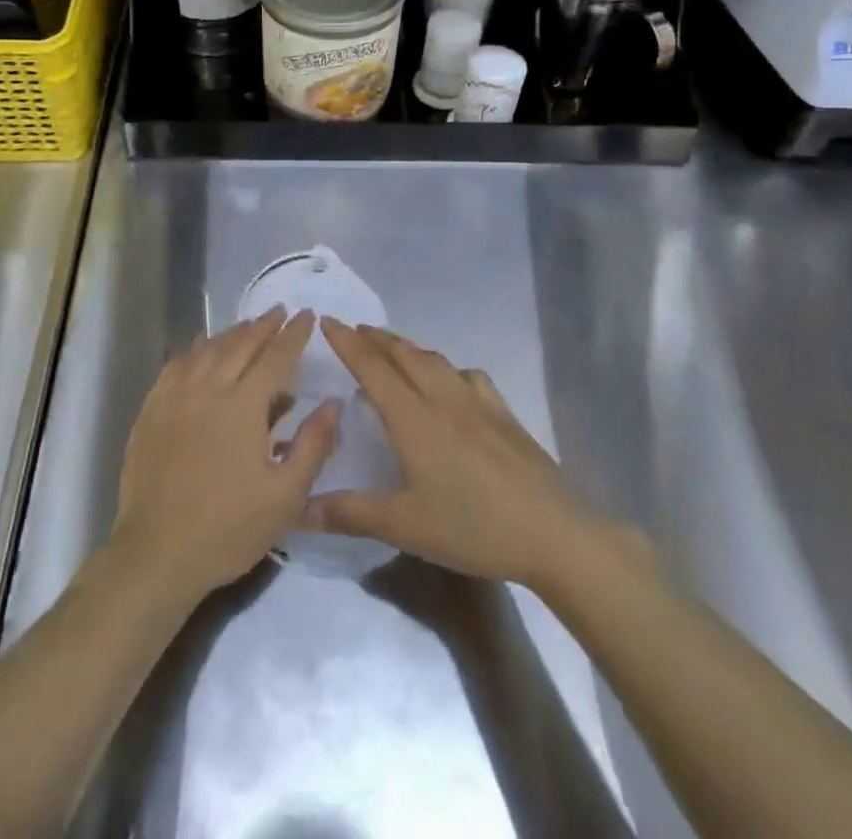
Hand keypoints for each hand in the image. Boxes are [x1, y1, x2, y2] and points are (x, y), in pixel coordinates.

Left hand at [113, 308, 341, 602]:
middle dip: (263, 325)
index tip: (308, 315)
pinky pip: (176, 366)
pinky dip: (193, 350)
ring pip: (207, 350)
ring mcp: (175, 397)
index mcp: (243, 405)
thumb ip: (313, 445)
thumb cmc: (229, 529)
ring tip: (247, 326)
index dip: (294, 334)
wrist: (157, 553)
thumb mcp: (285, 496)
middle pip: (240, 344)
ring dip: (231, 333)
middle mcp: (208, 388)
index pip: (276, 357)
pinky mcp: (151, 411)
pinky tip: (199, 350)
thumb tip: (333, 403)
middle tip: (279, 311)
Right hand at [303, 321, 612, 589]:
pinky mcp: (504, 413)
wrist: (552, 532)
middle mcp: (442, 397)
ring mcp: (477, 401)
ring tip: (393, 349)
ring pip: (434, 359)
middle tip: (354, 331)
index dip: (347, 342)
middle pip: (403, 354)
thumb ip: (349, 513)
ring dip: (407, 347)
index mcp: (413, 417)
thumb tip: (298, 509)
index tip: (327, 320)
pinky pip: (468, 375)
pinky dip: (447, 368)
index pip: (372, 367)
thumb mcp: (404, 525)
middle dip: (375, 338)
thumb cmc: (472, 526)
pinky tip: (452, 382)